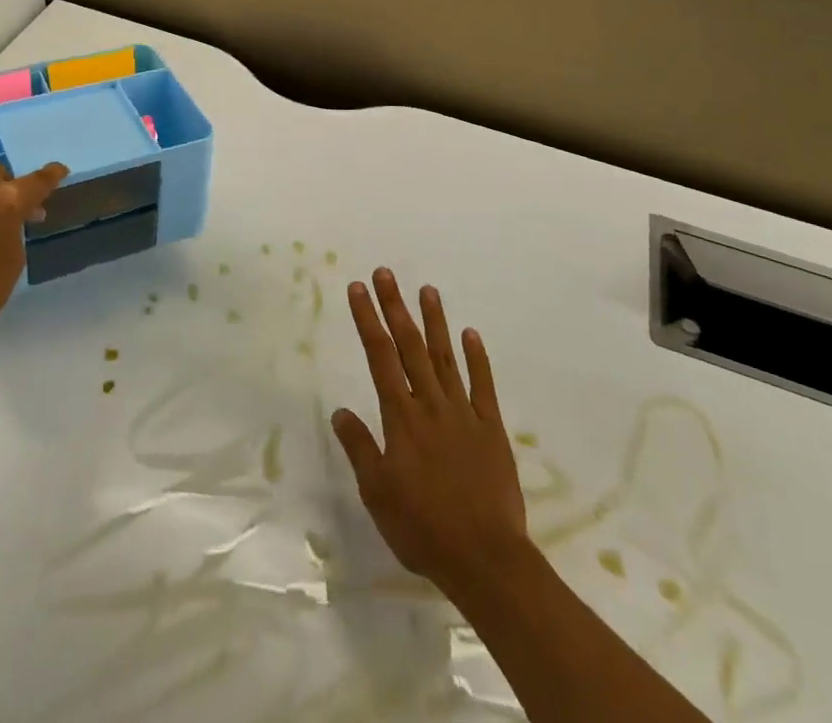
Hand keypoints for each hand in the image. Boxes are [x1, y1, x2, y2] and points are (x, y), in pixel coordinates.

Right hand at [331, 269, 533, 602]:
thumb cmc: (423, 528)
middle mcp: (431, 404)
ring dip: (435, 322)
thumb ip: (359, 447)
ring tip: (427, 289)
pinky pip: (483, 386)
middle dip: (395, 307)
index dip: (368, 319)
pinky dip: (477, 358)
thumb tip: (340, 410)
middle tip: (386, 273)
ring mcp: (464, 413)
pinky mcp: (491, 429)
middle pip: (409, 346)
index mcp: (401, 417)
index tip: (358, 288)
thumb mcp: (377, 493)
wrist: (486, 559)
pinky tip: (471, 333)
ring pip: (445, 357)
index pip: (379, 357)